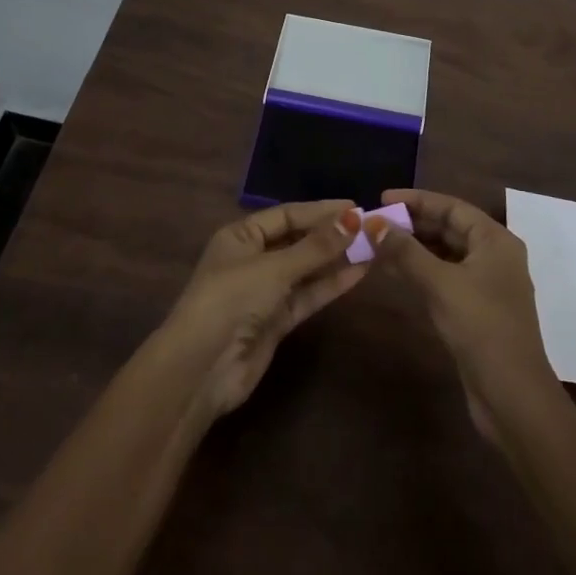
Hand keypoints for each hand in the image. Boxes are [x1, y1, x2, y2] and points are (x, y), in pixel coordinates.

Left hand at [156, 200, 367, 421]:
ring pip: (306, 269)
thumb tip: (355, 218)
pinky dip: (330, 284)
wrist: (202, 368)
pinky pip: (308, 295)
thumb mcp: (274, 268)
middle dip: (331, 234)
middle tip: (370, 226)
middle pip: (298, 240)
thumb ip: (316, 247)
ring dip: (336, 259)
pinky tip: (359, 272)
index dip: (320, 210)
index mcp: (241, 236)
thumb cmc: (231, 300)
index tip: (356, 206)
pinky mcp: (276, 321)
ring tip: (373, 246)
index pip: (287, 215)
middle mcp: (252, 259)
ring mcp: (265, 292)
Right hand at [367, 188, 558, 442]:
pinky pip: (444, 277)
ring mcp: (486, 285)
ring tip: (377, 245)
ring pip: (444, 254)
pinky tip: (394, 273)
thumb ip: (405, 252)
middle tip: (374, 224)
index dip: (416, 200)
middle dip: (412, 224)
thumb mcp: (440, 284)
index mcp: (495, 240)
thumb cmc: (481, 327)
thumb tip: (372, 224)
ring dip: (413, 249)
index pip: (452, 207)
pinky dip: (420, 271)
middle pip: (448, 228)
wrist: (512, 397)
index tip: (381, 199)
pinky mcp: (476, 310)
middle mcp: (494, 256)